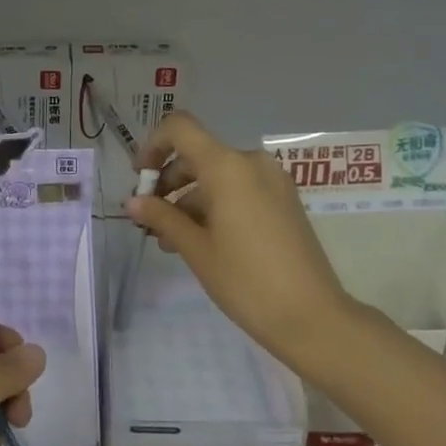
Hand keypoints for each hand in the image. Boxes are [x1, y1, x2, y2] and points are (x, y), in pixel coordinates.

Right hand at [126, 111, 351, 364]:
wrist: (313, 318)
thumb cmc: (246, 280)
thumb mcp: (196, 249)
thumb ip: (162, 217)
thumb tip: (133, 202)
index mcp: (227, 166)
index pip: (180, 128)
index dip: (153, 145)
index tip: (139, 178)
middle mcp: (251, 162)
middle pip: (197, 154)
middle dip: (168, 181)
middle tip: (148, 218)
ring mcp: (272, 181)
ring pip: (217, 176)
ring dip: (189, 198)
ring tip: (169, 239)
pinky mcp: (284, 201)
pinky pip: (239, 189)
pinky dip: (214, 205)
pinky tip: (200, 240)